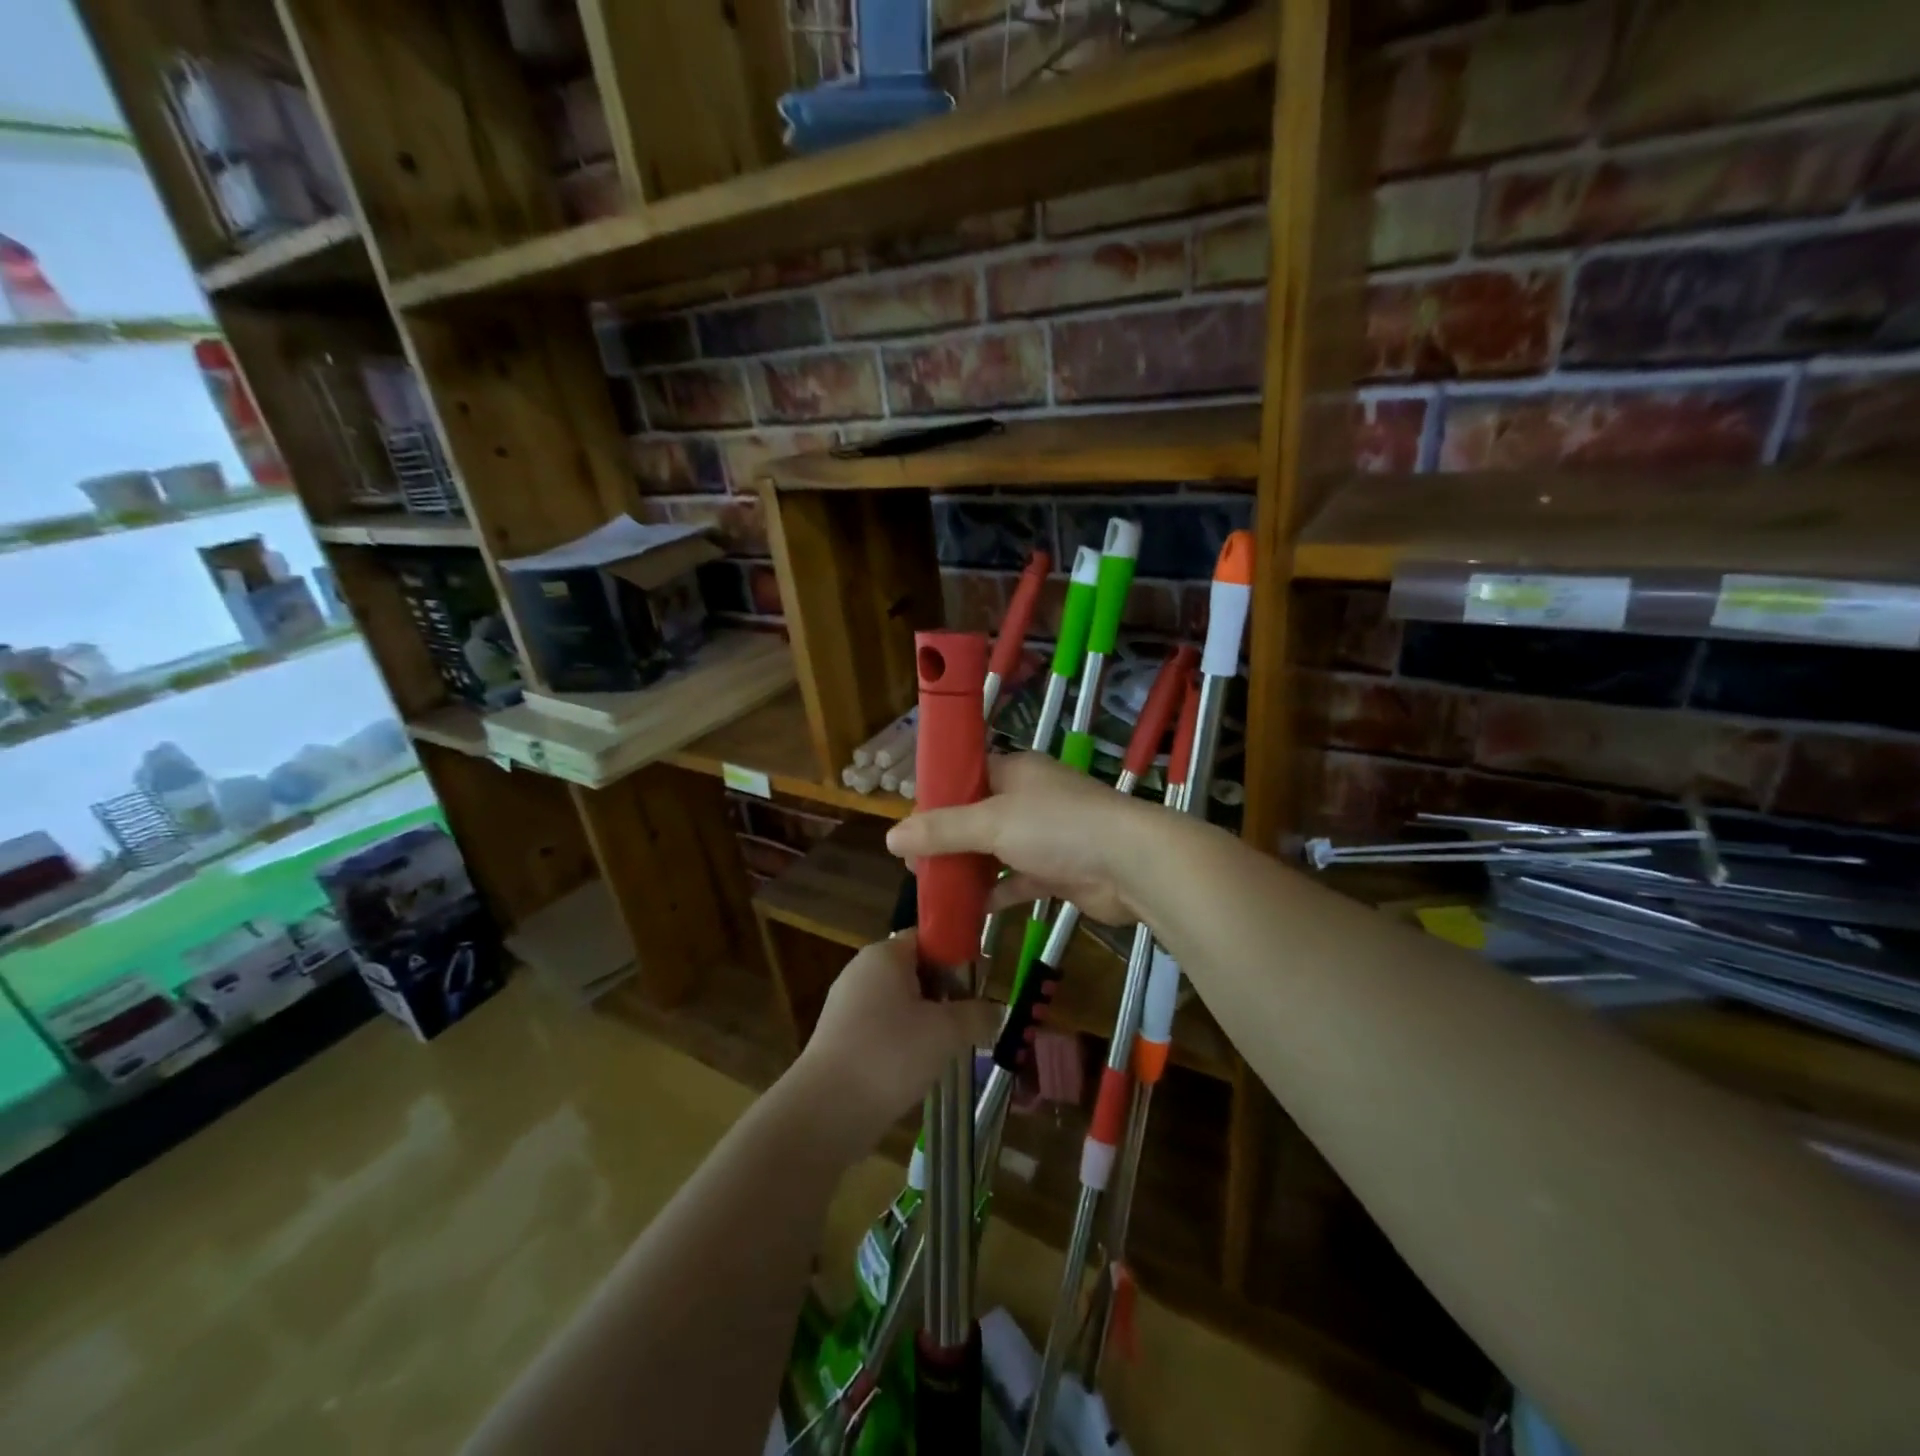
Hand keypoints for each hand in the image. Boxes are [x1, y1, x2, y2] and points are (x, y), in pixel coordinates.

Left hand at [789, 932, 998, 1156]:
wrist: (826, 1112)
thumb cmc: (891, 1055)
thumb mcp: (947, 1031)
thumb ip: (978, 1015)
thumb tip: (998, 1011)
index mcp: (884, 954)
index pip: (928, 936)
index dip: (958, 954)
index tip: (982, 981)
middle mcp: (862, 971)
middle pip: (916, 969)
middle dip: (947, 992)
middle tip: (973, 1018)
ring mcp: (848, 1005)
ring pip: (902, 1002)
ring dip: (929, 1020)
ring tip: (953, 1047)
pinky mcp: (842, 1038)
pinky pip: (884, 1027)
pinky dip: (906, 1041)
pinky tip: (921, 1068)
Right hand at [885, 752, 1163, 925]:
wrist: (1131, 864)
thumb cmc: (1058, 827)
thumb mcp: (992, 822)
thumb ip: (942, 830)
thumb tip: (891, 838)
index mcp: (1016, 772)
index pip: (967, 775)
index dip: (936, 796)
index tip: (909, 824)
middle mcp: (1030, 800)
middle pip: (978, 816)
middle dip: (946, 840)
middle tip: (913, 865)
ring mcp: (1047, 837)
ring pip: (996, 851)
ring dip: (969, 868)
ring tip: (932, 888)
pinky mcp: (1059, 871)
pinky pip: (1018, 880)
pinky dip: (997, 893)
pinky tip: (971, 910)